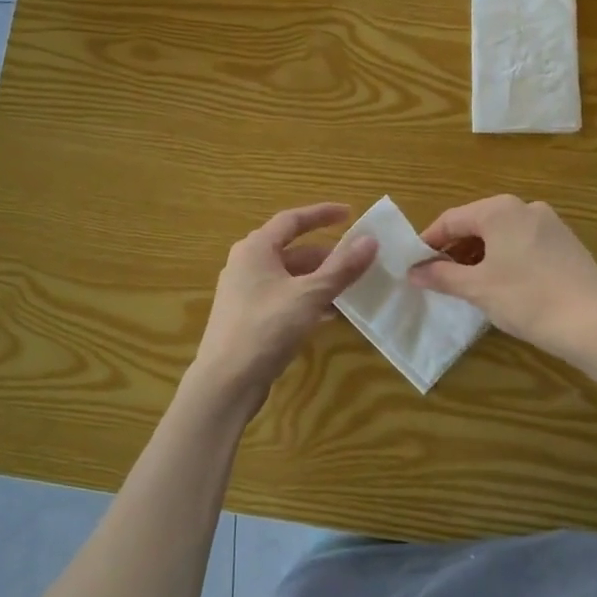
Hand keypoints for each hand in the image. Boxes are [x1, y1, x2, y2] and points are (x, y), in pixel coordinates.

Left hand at [190, 203, 378, 400]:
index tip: (349, 214)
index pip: (292, 220)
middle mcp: (246, 265)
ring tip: (350, 288)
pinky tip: (329, 314)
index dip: (321, 214)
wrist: (226, 382)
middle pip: (292, 250)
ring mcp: (245, 293)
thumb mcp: (309, 296)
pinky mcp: (248, 318)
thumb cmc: (266, 328)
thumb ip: (341, 268)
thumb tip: (370, 240)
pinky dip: (307, 300)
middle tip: (357, 260)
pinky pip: (284, 298)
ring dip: (319, 280)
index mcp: (255, 249)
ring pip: (289, 277)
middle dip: (326, 255)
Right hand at [410, 195, 596, 359]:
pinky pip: (524, 243)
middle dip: (455, 249)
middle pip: (477, 223)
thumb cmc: (525, 299)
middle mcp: (525, 207)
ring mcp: (550, 223)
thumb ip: (440, 275)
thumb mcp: (476, 288)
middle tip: (440, 277)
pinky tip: (504, 285)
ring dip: (480, 255)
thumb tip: (413, 272)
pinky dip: (506, 258)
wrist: (591, 322)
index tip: (415, 264)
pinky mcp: (566, 243)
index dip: (429, 241)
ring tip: (469, 283)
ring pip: (502, 234)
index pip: (451, 219)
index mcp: (499, 210)